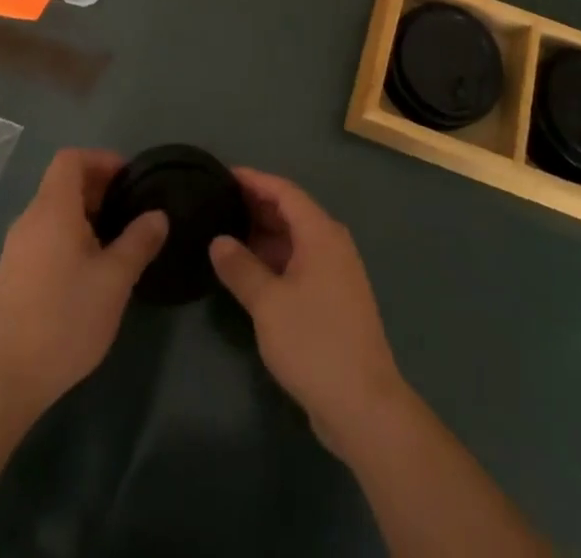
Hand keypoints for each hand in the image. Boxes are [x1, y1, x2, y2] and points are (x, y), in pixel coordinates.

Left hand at [0, 148, 166, 416]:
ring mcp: (16, 248)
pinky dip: (69, 235)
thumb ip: (138, 241)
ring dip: (85, 214)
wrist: (5, 379)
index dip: (101, 159)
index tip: (129, 180)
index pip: (71, 159)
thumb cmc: (65, 319)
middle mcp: (30, 219)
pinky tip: (89, 269)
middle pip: (62, 183)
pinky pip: (45, 235)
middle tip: (130, 210)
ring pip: (54, 211)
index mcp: (52, 209)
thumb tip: (158, 215)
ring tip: (115, 241)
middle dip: (98, 188)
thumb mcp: (114, 280)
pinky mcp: (12, 274)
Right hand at [209, 169, 411, 459]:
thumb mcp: (268, 304)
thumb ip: (240, 267)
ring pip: (294, 239)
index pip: (284, 191)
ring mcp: (335, 272)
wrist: (364, 405)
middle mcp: (331, 244)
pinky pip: (299, 262)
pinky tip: (248, 270)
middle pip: (291, 211)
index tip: (222, 175)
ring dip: (263, 235)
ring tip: (224, 234)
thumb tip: (217, 240)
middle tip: (217, 204)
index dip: (253, 180)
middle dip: (255, 206)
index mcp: (321, 233)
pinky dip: (274, 259)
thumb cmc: (314, 343)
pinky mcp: (333, 298)